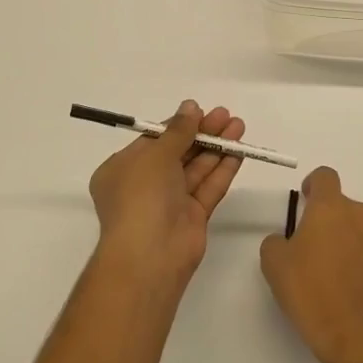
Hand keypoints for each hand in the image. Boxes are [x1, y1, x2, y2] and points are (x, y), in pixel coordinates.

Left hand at [88, 100, 246, 286]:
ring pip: (196, 168)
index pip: (153, 140)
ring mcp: (169, 202)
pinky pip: (208, 188)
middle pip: (178, 152)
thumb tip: (190, 107)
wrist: (150, 255)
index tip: (200, 110)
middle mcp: (145, 185)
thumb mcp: (155, 155)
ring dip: (216, 147)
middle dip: (202, 133)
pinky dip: (222, 169)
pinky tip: (239, 151)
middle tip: (226, 115)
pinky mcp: (192, 217)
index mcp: (123, 169)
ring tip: (239, 126)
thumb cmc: (141, 196)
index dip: (178, 125)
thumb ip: (177, 131)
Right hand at [260, 167, 362, 362]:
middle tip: (309, 245)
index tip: (305, 202)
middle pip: (342, 204)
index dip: (313, 185)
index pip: (325, 176)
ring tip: (329, 268)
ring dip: (345, 237)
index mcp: (331, 207)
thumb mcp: (274, 263)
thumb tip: (286, 240)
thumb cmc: (309, 291)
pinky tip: (346, 283)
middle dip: (327, 218)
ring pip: (358, 226)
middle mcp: (360, 214)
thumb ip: (276, 240)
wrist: (354, 335)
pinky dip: (359, 258)